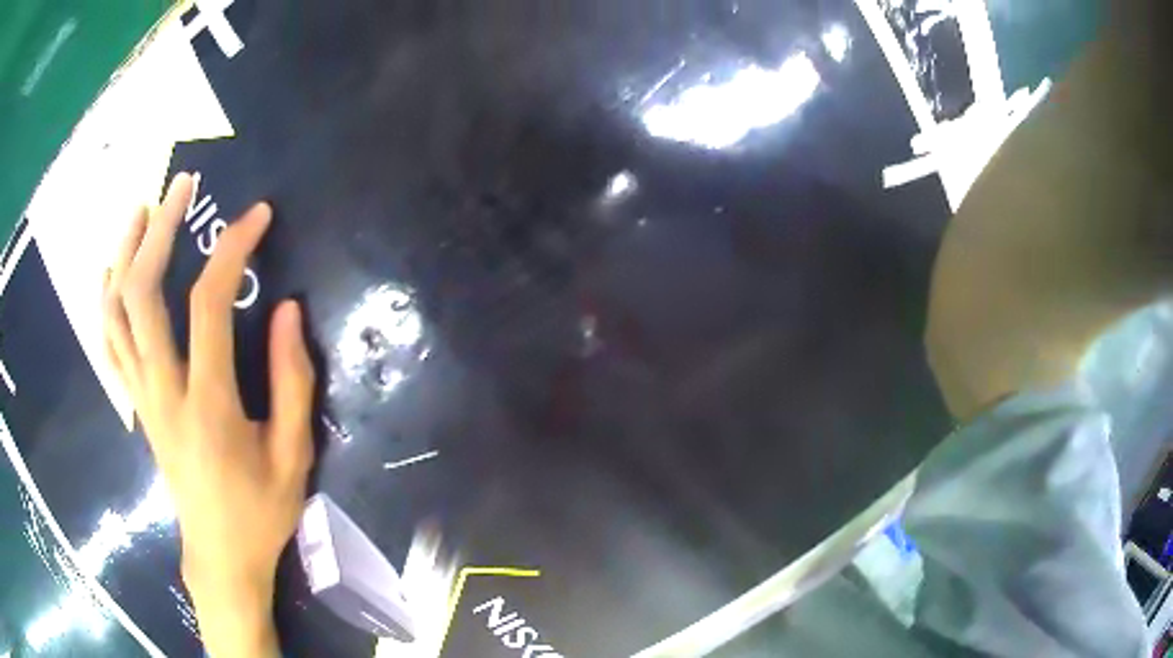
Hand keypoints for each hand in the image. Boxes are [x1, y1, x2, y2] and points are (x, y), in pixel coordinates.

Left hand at [102, 173, 315, 656]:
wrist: (220, 558)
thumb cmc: (261, 512)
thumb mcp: (294, 455)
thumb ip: (292, 380)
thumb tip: (286, 309)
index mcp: (207, 403)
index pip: (207, 303)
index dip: (232, 248)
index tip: (257, 216)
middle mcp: (162, 390)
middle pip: (141, 293)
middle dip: (158, 230)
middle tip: (180, 187)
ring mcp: (142, 397)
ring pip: (115, 312)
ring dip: (124, 254)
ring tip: (141, 211)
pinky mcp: (136, 405)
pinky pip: (109, 342)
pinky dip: (106, 298)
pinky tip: (113, 270)